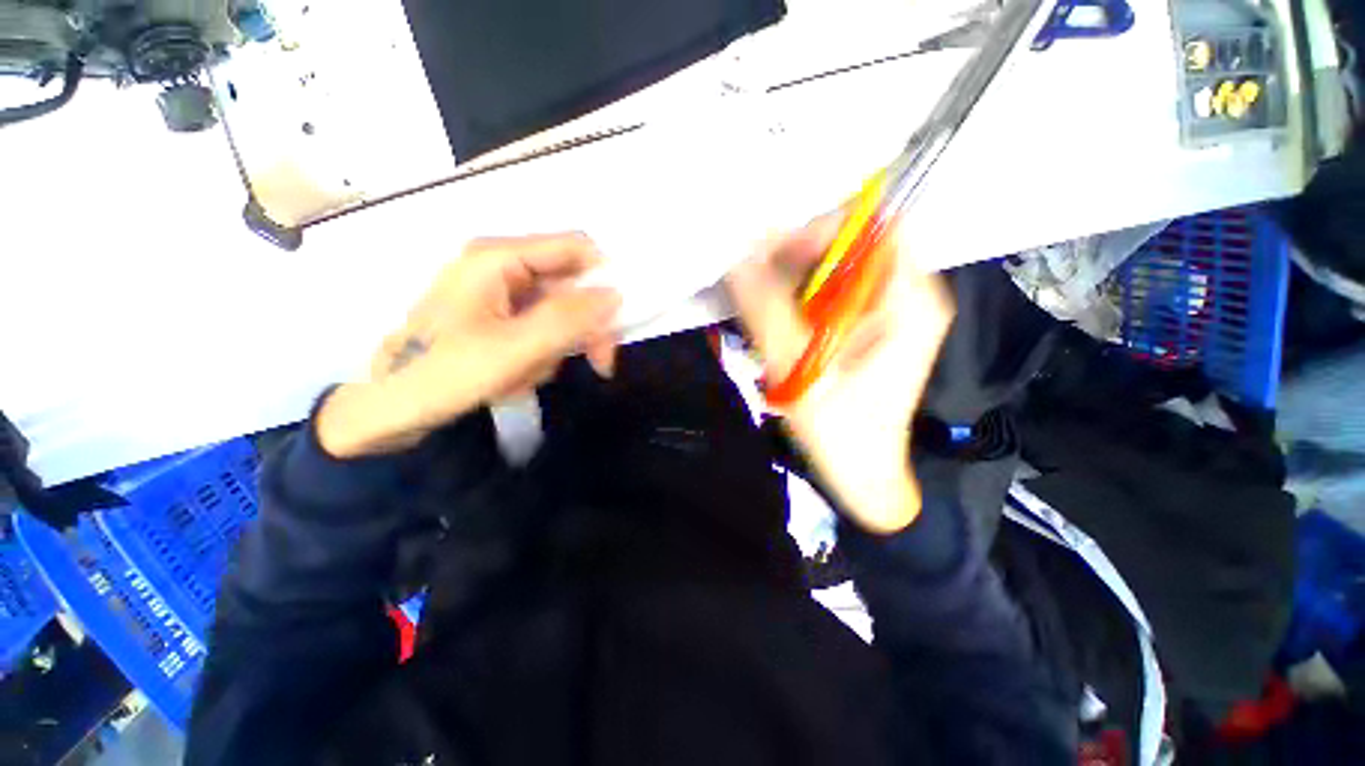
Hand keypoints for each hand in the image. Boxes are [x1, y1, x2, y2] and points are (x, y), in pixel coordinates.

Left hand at [318, 234, 620, 458]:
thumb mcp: (515, 349)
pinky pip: (542, 328)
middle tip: (600, 364)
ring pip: (562, 312)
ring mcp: (499, 292)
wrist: (389, 410)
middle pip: (573, 284)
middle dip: (585, 327)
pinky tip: (519, 374)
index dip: (605, 280)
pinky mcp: (498, 316)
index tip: (617, 324)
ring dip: (559, 347)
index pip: (576, 248)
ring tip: (528, 374)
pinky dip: (542, 353)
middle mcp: (502, 266)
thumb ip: (569, 319)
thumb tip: (616, 295)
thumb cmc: (443, 375)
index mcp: (498, 257)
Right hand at [726, 213, 953, 533]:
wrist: (863, 475)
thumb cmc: (843, 432)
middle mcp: (904, 297)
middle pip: (850, 249)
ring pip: (834, 273)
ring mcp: (885, 313)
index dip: (822, 230)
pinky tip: (776, 324)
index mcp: (909, 301)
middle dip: (799, 260)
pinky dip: (798, 301)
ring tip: (761, 310)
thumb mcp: (801, 369)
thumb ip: (768, 311)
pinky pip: (829, 297)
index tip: (775, 254)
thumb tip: (739, 256)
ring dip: (793, 283)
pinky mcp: (865, 329)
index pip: (874, 228)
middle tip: (757, 285)